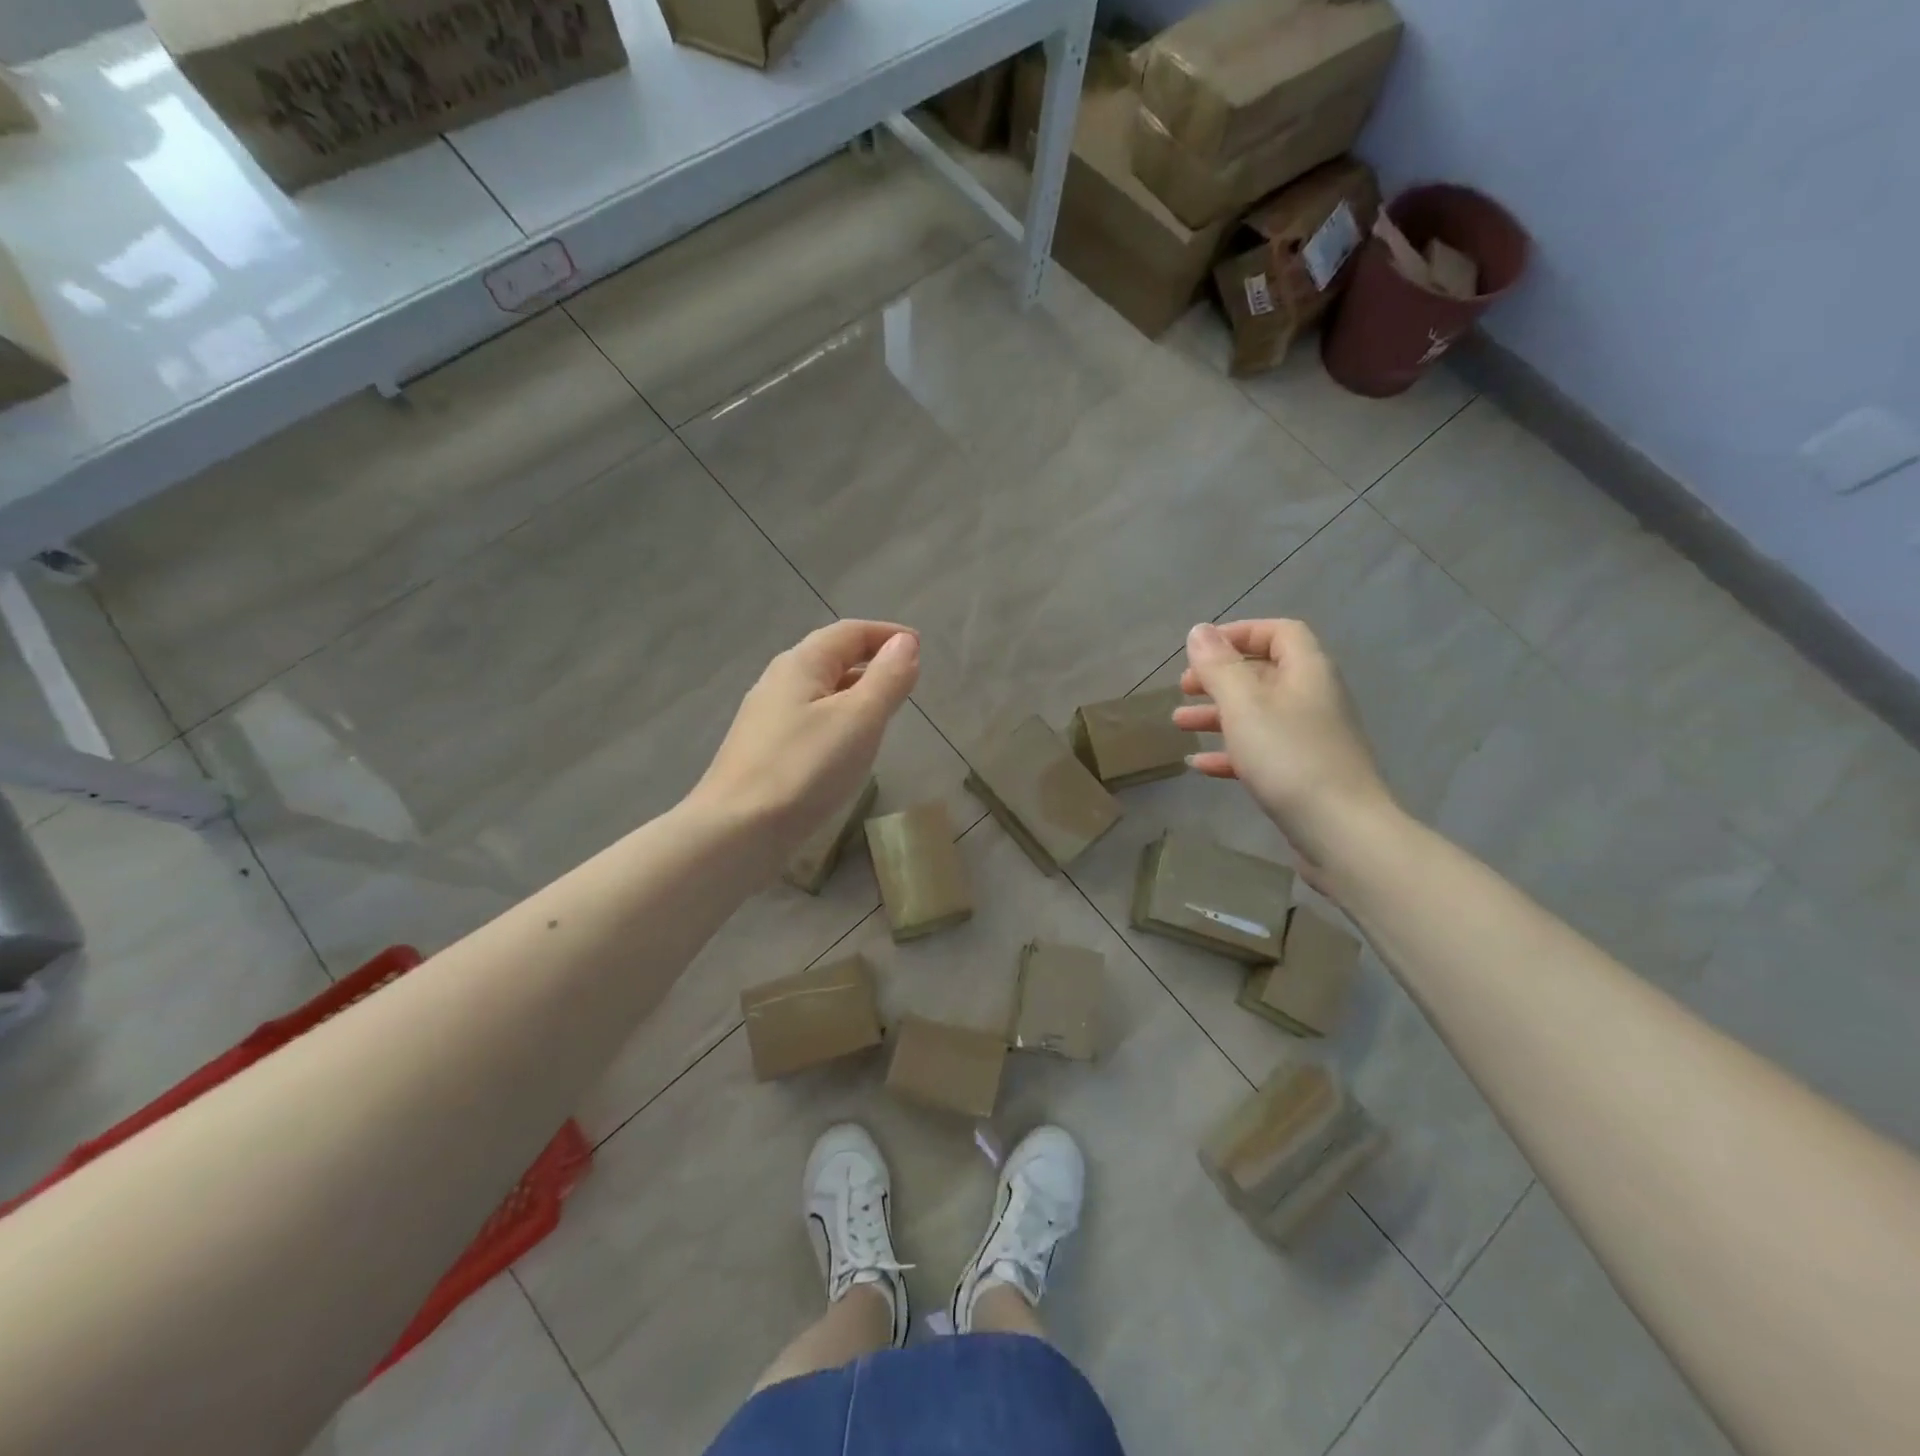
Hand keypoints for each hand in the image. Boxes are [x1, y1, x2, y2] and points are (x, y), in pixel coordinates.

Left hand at [689, 621, 919, 855]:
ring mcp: (766, 718)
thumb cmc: (805, 768)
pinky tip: (847, 746)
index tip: (920, 647)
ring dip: (855, 691)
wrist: (737, 831)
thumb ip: (886, 678)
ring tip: (885, 711)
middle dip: (871, 661)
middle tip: (906, 679)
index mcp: (800, 664)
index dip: (887, 635)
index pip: (849, 632)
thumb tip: (905, 643)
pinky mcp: (763, 750)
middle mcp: (778, 681)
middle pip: (830, 657)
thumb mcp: (859, 719)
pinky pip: (809, 719)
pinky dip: (837, 718)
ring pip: (819, 690)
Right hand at [1176, 620, 1398, 869]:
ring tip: (1178, 724)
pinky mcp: (1304, 773)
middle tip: (1183, 688)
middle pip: (1264, 673)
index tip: (1202, 650)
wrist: (1341, 831)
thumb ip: (1219, 666)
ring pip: (1258, 714)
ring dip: (1217, 715)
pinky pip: (1262, 751)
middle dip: (1219, 677)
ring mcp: (1310, 738)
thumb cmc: (1289, 758)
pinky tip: (1198, 766)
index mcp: (1307, 671)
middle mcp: (1313, 698)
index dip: (1240, 633)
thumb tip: (1199, 631)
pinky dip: (1230, 752)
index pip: (1280, 632)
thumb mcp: (1244, 706)